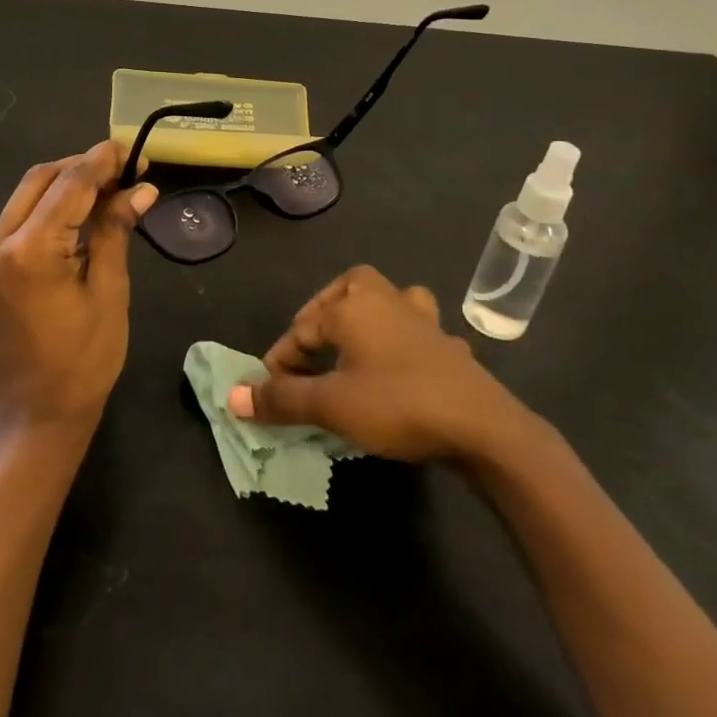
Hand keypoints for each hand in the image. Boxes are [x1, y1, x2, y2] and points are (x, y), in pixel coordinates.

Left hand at [0, 140, 157, 434]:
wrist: (38, 414)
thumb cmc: (84, 360)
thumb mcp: (108, 291)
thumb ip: (115, 231)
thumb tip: (140, 189)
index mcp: (29, 251)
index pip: (69, 185)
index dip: (103, 161)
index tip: (134, 149)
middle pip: (41, 179)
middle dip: (83, 166)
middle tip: (126, 168)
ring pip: (28, 195)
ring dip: (68, 184)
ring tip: (113, 186)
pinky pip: (22, 219)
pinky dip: (53, 207)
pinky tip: (86, 211)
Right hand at [232, 265, 541, 464]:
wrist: (483, 428)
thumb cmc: (398, 405)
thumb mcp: (331, 405)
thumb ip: (282, 399)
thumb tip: (233, 397)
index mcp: (355, 307)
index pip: (303, 327)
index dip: (280, 359)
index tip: (268, 392)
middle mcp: (389, 302)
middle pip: (349, 288)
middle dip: (325, 312)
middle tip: (311, 348)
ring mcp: (425, 322)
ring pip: (391, 300)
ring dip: (369, 315)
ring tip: (355, 344)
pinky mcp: (450, 347)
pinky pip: (419, 333)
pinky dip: (404, 343)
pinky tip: (401, 368)